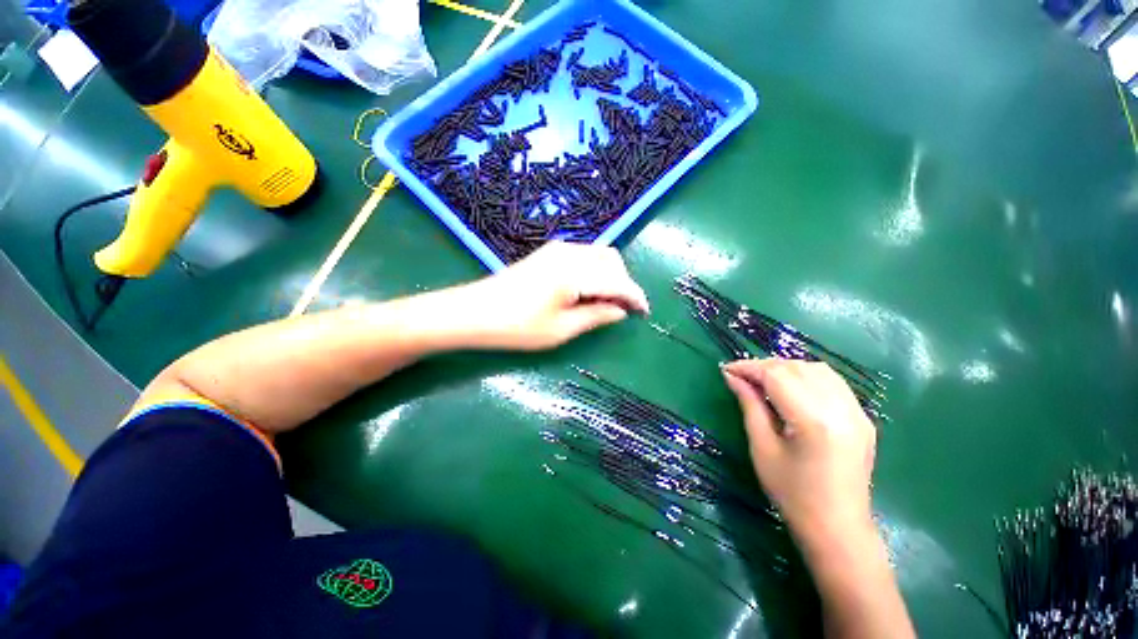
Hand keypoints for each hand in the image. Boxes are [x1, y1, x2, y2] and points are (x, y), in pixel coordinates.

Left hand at [457, 242, 649, 350]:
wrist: (473, 311)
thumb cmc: (517, 326)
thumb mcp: (562, 329)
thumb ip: (596, 316)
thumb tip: (621, 311)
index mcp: (575, 272)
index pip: (618, 281)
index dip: (635, 297)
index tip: (644, 312)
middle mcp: (570, 253)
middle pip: (612, 261)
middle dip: (623, 283)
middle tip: (619, 310)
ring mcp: (558, 250)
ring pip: (599, 256)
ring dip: (609, 276)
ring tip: (602, 303)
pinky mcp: (548, 253)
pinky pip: (584, 257)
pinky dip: (594, 272)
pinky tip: (586, 291)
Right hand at [722, 359, 876, 546]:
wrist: (838, 529)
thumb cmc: (792, 494)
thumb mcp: (762, 448)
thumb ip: (749, 405)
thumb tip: (732, 377)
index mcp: (813, 420)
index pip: (776, 375)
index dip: (748, 367)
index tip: (727, 370)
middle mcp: (841, 409)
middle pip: (797, 368)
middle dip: (764, 366)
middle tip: (741, 377)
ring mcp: (857, 412)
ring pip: (817, 369)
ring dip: (786, 368)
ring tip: (764, 381)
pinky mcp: (863, 418)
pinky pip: (833, 382)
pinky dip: (807, 377)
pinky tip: (792, 389)